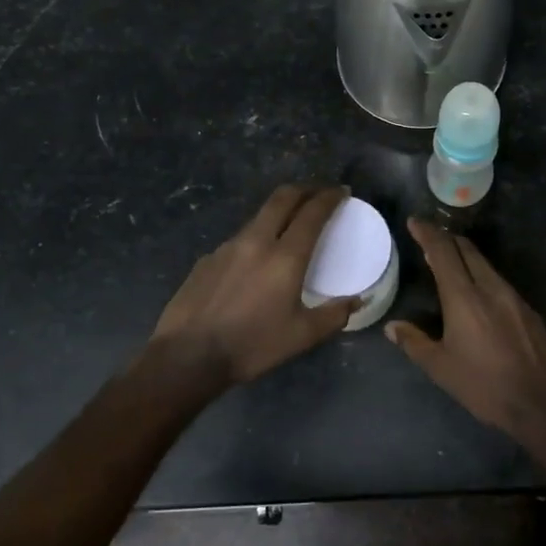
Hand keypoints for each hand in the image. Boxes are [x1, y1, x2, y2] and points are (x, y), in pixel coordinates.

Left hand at [149, 185, 357, 385]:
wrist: (188, 356)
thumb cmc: (252, 346)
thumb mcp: (302, 336)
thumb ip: (334, 315)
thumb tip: (357, 301)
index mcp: (285, 257)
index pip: (312, 213)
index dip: (329, 197)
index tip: (341, 192)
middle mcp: (256, 241)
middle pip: (282, 199)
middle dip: (304, 189)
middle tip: (318, 193)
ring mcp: (227, 247)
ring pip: (258, 217)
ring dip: (278, 213)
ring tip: (289, 227)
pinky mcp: (207, 259)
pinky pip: (238, 240)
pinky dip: (255, 239)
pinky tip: (254, 262)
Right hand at [386, 219, 545, 441]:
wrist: (542, 404)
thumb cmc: (484, 386)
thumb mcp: (441, 368)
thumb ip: (414, 342)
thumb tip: (393, 327)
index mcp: (464, 298)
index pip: (443, 252)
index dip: (428, 233)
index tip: (415, 222)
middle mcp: (490, 288)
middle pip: (467, 250)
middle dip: (447, 239)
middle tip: (430, 238)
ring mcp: (514, 298)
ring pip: (486, 265)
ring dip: (466, 257)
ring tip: (450, 263)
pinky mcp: (529, 311)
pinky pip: (500, 282)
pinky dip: (482, 276)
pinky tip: (478, 293)